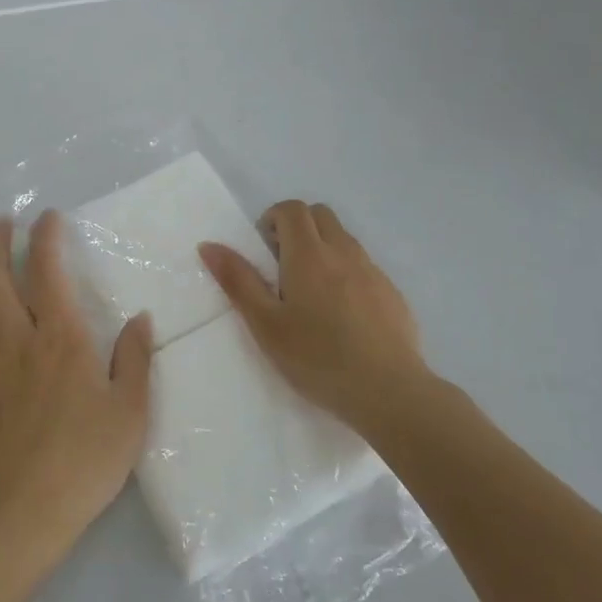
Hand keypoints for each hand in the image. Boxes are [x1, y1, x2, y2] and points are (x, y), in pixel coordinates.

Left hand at [0, 211, 152, 563]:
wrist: (24, 512)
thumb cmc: (85, 459)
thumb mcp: (130, 411)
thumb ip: (135, 358)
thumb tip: (140, 318)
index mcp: (60, 337)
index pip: (45, 269)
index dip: (44, 236)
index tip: (47, 217)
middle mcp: (16, 339)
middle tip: (2, 224)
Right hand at [199, 200, 430, 431]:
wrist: (389, 391)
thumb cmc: (317, 358)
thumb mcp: (266, 324)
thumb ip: (238, 281)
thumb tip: (209, 245)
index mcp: (309, 255)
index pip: (292, 209)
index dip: (273, 218)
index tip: (263, 248)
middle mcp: (344, 252)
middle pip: (320, 215)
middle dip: (297, 227)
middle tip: (282, 265)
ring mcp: (373, 271)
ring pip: (344, 239)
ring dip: (322, 249)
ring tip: (310, 294)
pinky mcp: (392, 293)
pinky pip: (364, 266)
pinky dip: (346, 273)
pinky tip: (341, 316)